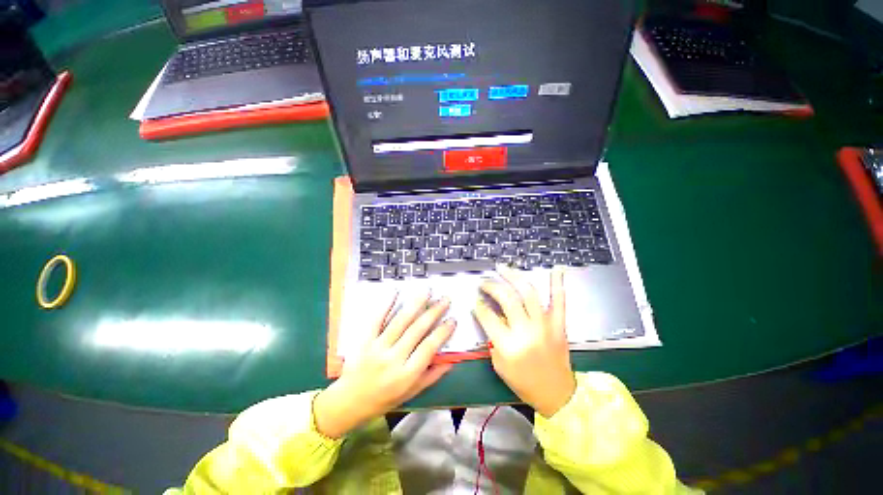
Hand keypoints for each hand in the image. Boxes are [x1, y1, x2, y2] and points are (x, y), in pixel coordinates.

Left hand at [314, 291, 454, 437]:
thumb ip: (432, 376)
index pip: (429, 348)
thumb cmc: (384, 399)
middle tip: (444, 300)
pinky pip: (377, 319)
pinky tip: (395, 292)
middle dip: (433, 312)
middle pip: (417, 330)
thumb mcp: (411, 392)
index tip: (452, 320)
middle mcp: (393, 359)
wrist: (349, 401)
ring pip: (400, 321)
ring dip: (415, 304)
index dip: (442, 332)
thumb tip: (452, 360)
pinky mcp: (365, 340)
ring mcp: (377, 347)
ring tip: (427, 292)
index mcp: (406, 374)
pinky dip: (386, 305)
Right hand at [473, 265, 575, 418]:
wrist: (558, 395)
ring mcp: (545, 325)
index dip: (479, 305)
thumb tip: (489, 315)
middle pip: (507, 299)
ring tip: (503, 268)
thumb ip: (493, 338)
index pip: (488, 316)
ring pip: (528, 293)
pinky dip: (558, 284)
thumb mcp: (499, 364)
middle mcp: (526, 331)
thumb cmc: (524, 382)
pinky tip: (556, 269)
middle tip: (484, 282)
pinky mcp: (559, 324)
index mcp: (509, 345)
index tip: (475, 299)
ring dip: (514, 276)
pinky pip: (559, 301)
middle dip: (492, 286)